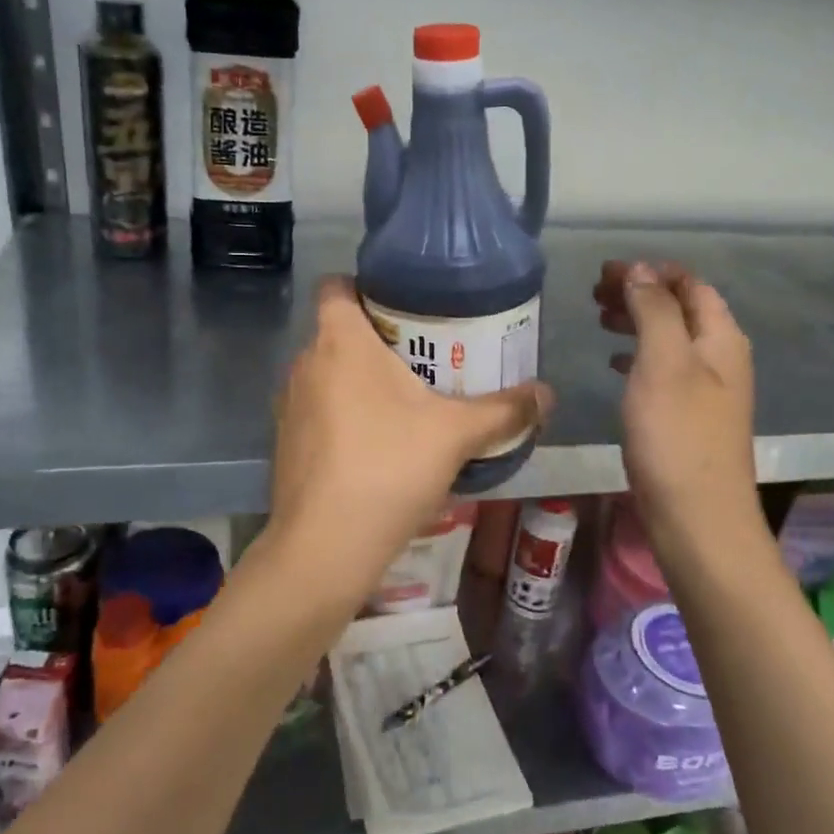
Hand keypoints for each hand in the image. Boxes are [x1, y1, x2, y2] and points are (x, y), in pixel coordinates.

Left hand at [266, 278, 552, 596]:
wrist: (325, 548)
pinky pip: (318, 409)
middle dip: (377, 338)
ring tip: (406, 399)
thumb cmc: (389, 468)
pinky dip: (344, 414)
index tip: (403, 304)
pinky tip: (377, 444)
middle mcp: (305, 363)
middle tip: (424, 354)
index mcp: (340, 341)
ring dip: (359, 379)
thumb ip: (504, 410)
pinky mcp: (286, 443)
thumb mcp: (456, 435)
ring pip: (327, 373)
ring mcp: (289, 405)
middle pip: (337, 330)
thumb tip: (548, 394)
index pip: (335, 285)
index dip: (364, 285)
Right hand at [596, 261, 756, 549]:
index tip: (605, 271)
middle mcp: (720, 358)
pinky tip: (615, 363)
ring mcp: (707, 390)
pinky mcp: (688, 416)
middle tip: (596, 293)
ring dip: (637, 321)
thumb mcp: (663, 362)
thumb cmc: (677, 434)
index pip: (689, 284)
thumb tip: (640, 269)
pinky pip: (663, 368)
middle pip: (681, 308)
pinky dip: (638, 355)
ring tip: (600, 319)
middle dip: (641, 292)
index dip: (650, 270)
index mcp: (720, 337)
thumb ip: (654, 310)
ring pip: (670, 337)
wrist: (698, 518)